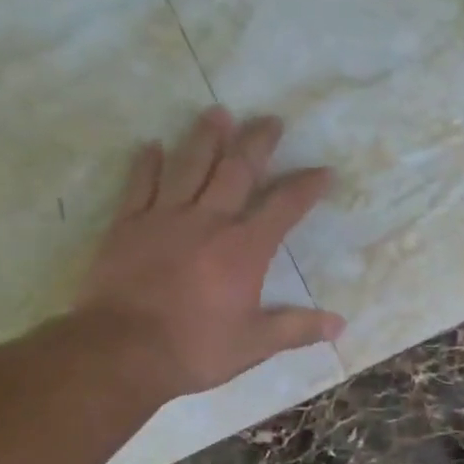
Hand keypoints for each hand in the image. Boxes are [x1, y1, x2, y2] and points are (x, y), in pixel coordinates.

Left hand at [74, 107, 343, 398]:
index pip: (284, 208)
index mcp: (244, 249)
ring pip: (189, 165)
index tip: (324, 171)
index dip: (306, 187)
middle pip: (237, 171)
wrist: (123, 350)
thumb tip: (340, 325)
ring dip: (206, 137)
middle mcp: (209, 222)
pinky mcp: (128, 225)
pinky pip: (140, 185)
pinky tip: (153, 146)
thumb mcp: (256, 344)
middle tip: (270, 120)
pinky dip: (147, 163)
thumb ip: (298, 329)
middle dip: (258, 143)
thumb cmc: (197, 348)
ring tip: (218, 113)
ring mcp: (165, 218)